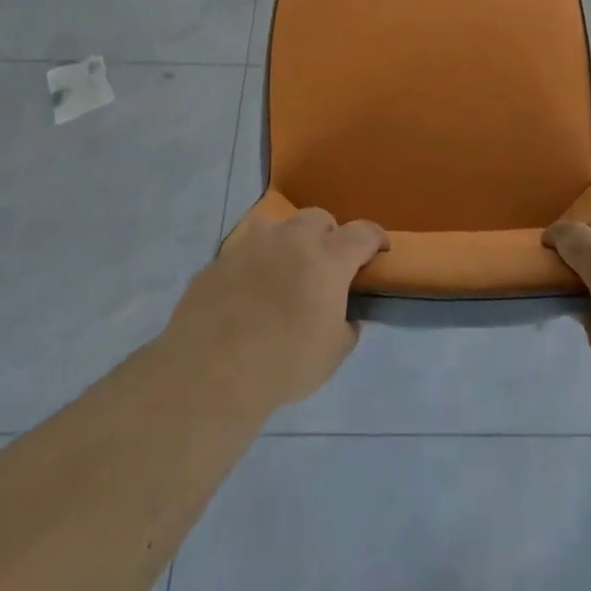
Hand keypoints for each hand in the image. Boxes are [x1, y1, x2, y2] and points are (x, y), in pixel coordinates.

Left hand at [164, 208, 388, 412]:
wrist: (210, 371)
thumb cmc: (284, 363)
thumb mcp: (333, 354)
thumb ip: (346, 328)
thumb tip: (345, 318)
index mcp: (328, 258)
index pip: (363, 233)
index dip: (375, 238)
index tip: (379, 250)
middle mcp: (291, 240)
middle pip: (318, 218)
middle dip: (328, 235)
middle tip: (326, 266)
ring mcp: (250, 246)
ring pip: (277, 226)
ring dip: (288, 242)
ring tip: (284, 272)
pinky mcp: (218, 261)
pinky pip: (243, 253)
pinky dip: (253, 266)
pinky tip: (247, 295)